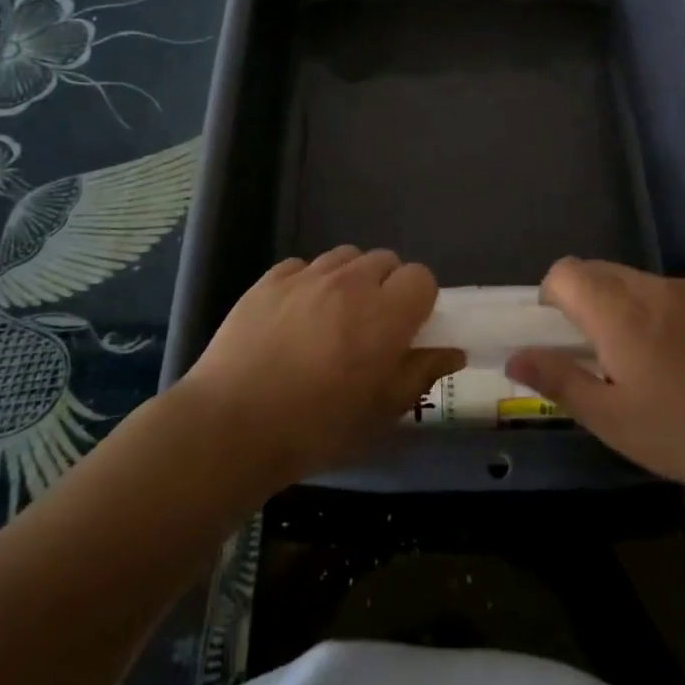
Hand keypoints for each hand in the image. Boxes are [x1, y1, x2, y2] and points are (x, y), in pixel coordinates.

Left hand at [178, 247, 465, 484]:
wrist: (232, 425)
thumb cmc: (317, 427)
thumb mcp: (381, 411)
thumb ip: (420, 373)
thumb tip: (452, 352)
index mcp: (385, 314)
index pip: (421, 277)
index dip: (419, 300)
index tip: (407, 328)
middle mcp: (350, 282)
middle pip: (385, 260)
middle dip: (387, 286)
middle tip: (372, 326)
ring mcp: (306, 276)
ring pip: (345, 257)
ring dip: (350, 279)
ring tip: (333, 316)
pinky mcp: (269, 279)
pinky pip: (303, 266)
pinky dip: (309, 282)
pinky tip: (295, 316)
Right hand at [505, 258, 684, 497]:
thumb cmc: (682, 434)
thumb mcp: (610, 419)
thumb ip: (557, 380)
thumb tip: (514, 357)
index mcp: (618, 313)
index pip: (565, 272)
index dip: (552, 296)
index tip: (561, 335)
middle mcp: (651, 288)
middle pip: (599, 271)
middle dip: (585, 300)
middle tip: (598, 352)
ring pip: (636, 281)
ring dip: (624, 305)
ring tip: (645, 358)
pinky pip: (673, 292)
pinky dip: (662, 311)